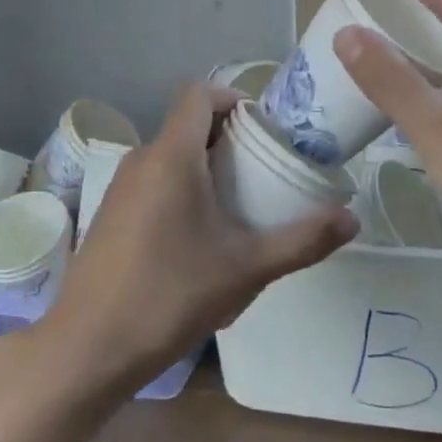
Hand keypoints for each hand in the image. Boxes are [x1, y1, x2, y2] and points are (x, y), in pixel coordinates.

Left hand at [30, 84, 357, 396]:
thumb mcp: (246, 269)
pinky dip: (180, 189)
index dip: (233, 98)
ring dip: (204, 166)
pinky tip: (199, 236)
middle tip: (265, 170)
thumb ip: (302, 241)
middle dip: (228, 139)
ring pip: (169, 156)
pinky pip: (152, 182)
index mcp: (171, 156)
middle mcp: (140, 160)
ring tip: (239, 204)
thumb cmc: (170, 295)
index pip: (199, 93)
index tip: (265, 129)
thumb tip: (352, 220)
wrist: (88, 348)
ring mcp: (119, 188)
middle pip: (187, 125)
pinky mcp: (109, 215)